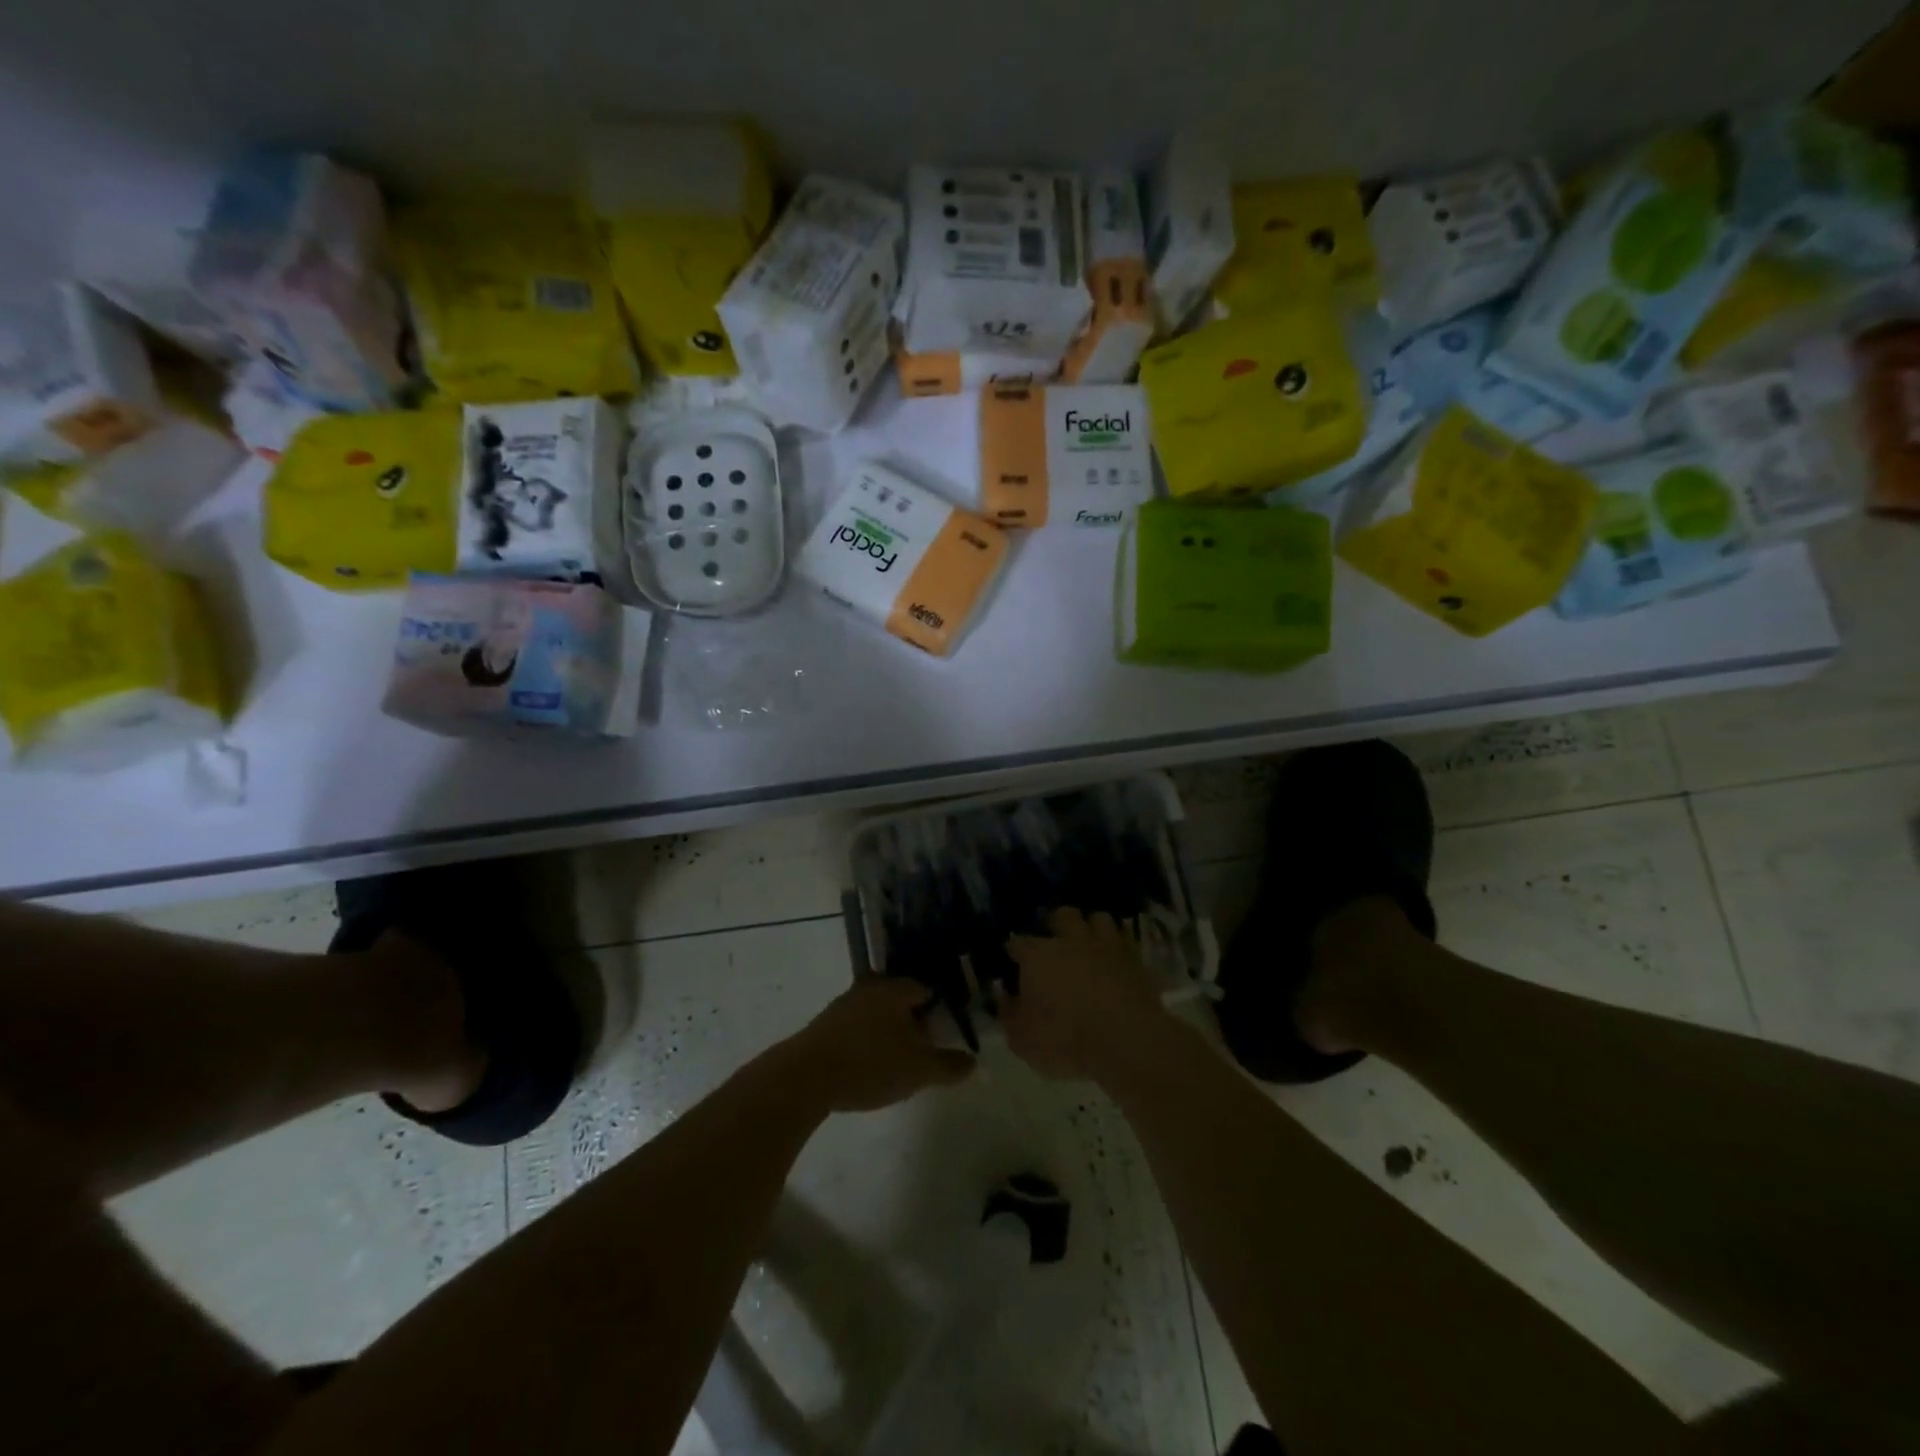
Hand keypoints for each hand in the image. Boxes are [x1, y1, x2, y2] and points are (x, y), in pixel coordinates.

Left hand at [781, 978, 975, 1112]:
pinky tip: (869, 1065)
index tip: (945, 1030)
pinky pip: (856, 1028)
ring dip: (888, 1031)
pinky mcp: (825, 1026)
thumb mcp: (918, 1070)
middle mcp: (870, 987)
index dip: (938, 1008)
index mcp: (895, 989)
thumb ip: (948, 1065)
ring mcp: (843, 1004)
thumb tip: (972, 1061)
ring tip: (898, 1061)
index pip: (925, 989)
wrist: (805, 1077)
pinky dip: (867, 1041)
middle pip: (899, 999)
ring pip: (876, 1013)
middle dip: (912, 1020)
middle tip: (924, 1047)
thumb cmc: (870, 1064)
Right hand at [1003, 909, 1166, 1082]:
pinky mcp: (1137, 961)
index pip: (1017, 942)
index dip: (1013, 951)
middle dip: (1056, 924)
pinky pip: (1125, 943)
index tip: (1012, 962)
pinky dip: (1118, 949)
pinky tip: (1115, 961)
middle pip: (1062, 915)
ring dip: (1091, 929)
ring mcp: (1107, 946)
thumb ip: (1009, 1014)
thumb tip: (1004, 996)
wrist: (1128, 1041)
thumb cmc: (1066, 1040)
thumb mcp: (1022, 1039)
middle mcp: (1071, 940)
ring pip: (1098, 919)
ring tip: (1088, 946)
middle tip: (1054, 944)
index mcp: (1038, 955)